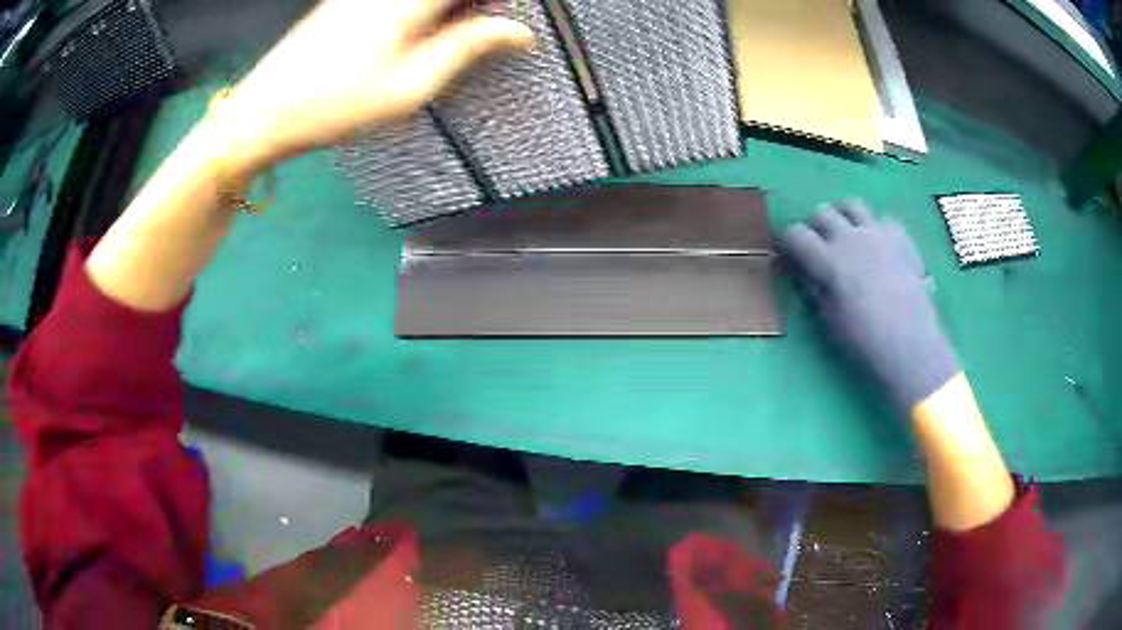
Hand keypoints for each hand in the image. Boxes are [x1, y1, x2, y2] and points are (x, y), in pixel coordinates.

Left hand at [209, 0, 533, 176]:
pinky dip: (421, 10)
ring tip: (456, 33)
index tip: (510, 19)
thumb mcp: (410, 87)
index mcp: (408, 2)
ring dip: (448, 9)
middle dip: (475, 6)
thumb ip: (467, 47)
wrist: (262, 113)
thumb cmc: (335, 106)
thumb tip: (518, 31)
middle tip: (489, 28)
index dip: (499, 4)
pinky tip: (419, 30)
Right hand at [780, 199, 958, 412]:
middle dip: (814, 225)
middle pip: (822, 213)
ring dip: (842, 215)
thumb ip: (816, 291)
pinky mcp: (900, 237)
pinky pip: (882, 219)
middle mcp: (850, 238)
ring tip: (845, 231)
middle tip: (817, 242)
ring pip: (851, 205)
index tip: (789, 253)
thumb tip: (808, 276)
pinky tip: (878, 244)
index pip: (795, 234)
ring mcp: (877, 233)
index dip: (788, 241)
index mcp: (828, 260)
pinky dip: (875, 227)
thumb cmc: (865, 340)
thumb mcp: (829, 320)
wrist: (910, 343)